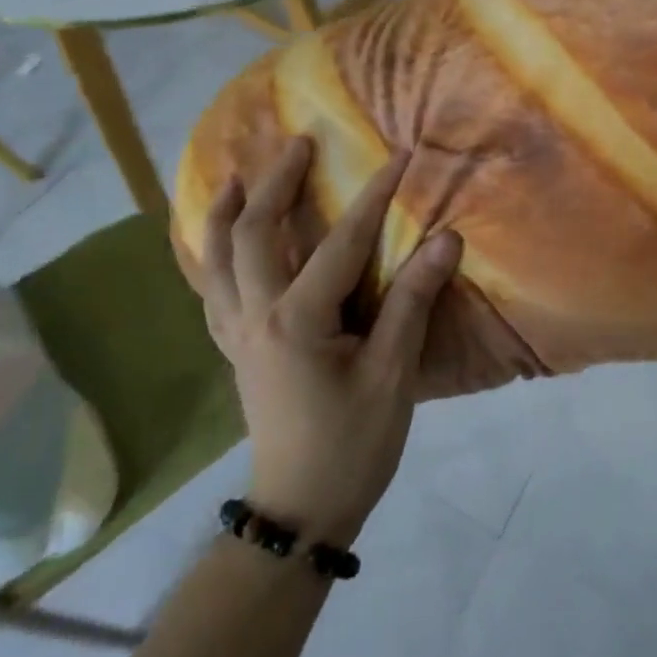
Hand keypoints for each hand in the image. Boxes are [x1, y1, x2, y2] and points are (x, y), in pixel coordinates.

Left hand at [199, 138, 463, 544]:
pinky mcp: (234, 351)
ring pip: (214, 260)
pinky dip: (212, 258)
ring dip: (225, 213)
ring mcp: (236, 334)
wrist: (299, 512)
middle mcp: (255, 316)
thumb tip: (445, 241)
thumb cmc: (352, 444)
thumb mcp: (392, 374)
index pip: (340, 242)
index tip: (399, 157)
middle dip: (276, 182)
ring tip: (240, 177)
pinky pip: (212, 292)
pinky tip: (223, 246)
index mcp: (296, 320)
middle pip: (251, 233)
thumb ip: (412, 302)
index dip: (374, 196)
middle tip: (299, 144)